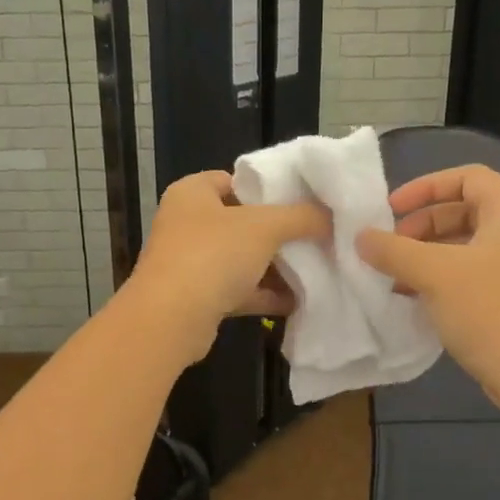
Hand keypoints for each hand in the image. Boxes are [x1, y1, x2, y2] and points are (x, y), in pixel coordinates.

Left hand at [126, 171, 330, 366]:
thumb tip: (329, 215)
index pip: (235, 180)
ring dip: (275, 266)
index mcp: (192, 193)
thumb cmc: (213, 255)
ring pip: (241, 259)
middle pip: (242, 222)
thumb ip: (301, 216)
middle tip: (316, 236)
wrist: (171, 320)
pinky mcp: (197, 298)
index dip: (269, 188)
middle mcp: (186, 223)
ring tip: (316, 268)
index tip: (303, 201)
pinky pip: (238, 290)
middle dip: (279, 232)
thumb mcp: (265, 226)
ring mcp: (189, 262)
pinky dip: (264, 294)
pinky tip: (298, 300)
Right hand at [356, 165, 499, 402]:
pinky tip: (418, 299)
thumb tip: (361, 237)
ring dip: (429, 255)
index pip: (467, 177)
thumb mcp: (433, 274)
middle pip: (467, 210)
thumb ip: (392, 250)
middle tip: (390, 247)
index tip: (391, 209)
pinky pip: (478, 273)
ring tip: (396, 276)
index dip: (424, 187)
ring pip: (469, 245)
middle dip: (422, 226)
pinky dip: (447, 277)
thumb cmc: (491, 312)